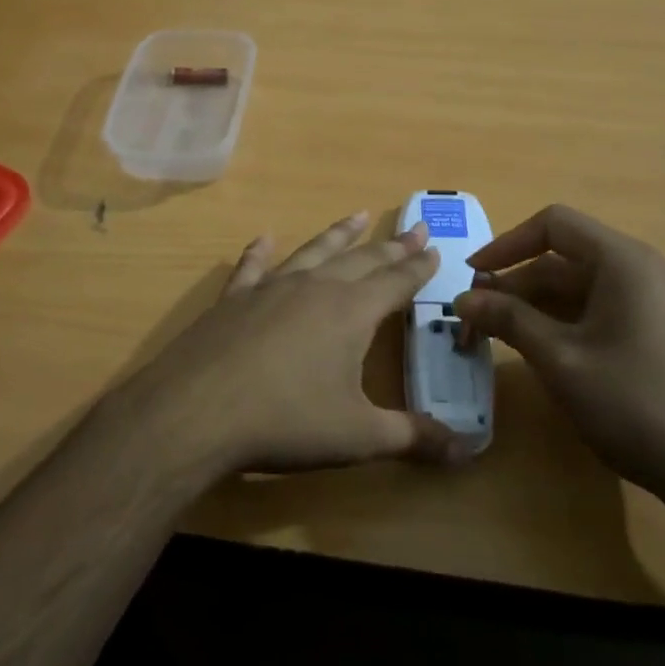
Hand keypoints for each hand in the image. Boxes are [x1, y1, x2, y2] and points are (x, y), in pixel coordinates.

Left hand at [110, 213, 470, 478]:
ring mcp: (270, 288)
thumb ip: (413, 437)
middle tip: (414, 227)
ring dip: (338, 234)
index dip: (418, 267)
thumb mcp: (359, 437)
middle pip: (361, 259)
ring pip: (314, 252)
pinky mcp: (233, 299)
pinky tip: (265, 238)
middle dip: (391, 246)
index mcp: (351, 312)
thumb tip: (467, 449)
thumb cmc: (287, 421)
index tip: (435, 248)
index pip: (396, 282)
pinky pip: (253, 267)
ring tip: (357, 216)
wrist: (197, 411)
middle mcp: (315, 288)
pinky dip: (261, 251)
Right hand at [452, 205, 664, 502]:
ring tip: (497, 336)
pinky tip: (539, 351)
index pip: (553, 225)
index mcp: (623, 261)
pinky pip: (599, 309)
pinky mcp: (657, 331)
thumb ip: (509, 320)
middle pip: (563, 258)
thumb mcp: (560, 360)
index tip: (472, 274)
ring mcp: (654, 301)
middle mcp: (641, 270)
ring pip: (578, 286)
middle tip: (474, 318)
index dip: (506, 244)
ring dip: (534, 306)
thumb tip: (462, 298)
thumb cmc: (634, 404)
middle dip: (515, 284)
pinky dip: (562, 321)